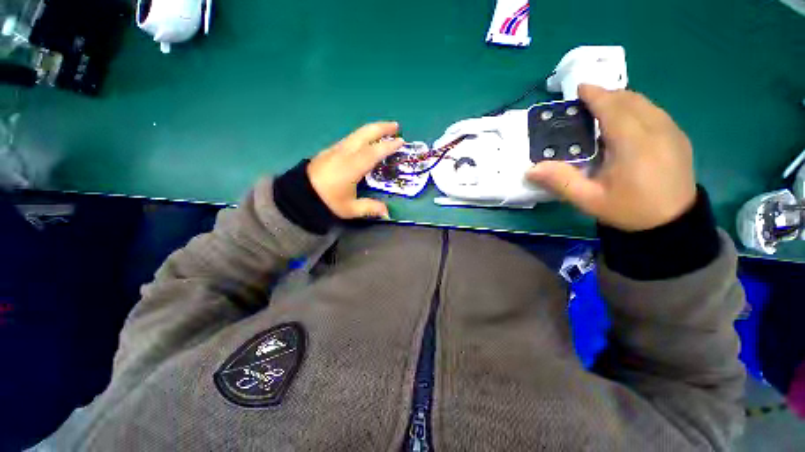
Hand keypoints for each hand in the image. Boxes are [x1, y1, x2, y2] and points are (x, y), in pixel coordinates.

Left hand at [308, 122, 403, 219]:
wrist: (298, 194)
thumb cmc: (326, 201)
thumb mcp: (350, 209)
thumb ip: (370, 208)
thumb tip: (387, 212)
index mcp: (352, 167)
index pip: (374, 152)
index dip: (389, 145)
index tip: (401, 141)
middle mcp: (345, 153)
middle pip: (365, 133)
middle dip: (382, 127)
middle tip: (396, 126)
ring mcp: (337, 149)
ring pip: (357, 133)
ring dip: (373, 129)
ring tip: (385, 130)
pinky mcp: (330, 150)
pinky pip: (351, 138)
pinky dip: (363, 135)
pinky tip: (367, 141)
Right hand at [526, 85, 696, 231]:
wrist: (672, 225)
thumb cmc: (629, 211)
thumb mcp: (588, 200)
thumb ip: (560, 181)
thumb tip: (531, 169)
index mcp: (634, 144)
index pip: (614, 108)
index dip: (596, 95)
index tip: (580, 88)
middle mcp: (657, 131)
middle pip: (631, 100)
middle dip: (608, 95)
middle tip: (586, 101)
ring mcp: (672, 132)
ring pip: (645, 104)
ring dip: (622, 101)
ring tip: (604, 109)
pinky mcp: (679, 138)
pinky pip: (655, 113)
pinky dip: (637, 109)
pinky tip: (627, 123)